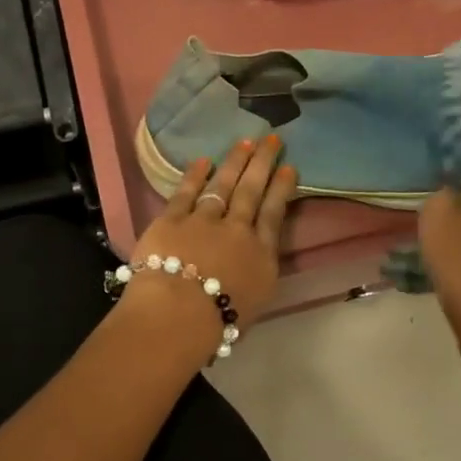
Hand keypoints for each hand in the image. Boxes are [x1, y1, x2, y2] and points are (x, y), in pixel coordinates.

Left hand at [122, 136, 296, 335]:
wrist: (178, 314)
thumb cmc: (220, 322)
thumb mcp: (257, 300)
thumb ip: (259, 271)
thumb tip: (258, 255)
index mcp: (260, 254)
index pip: (275, 214)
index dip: (282, 188)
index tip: (289, 166)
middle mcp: (237, 229)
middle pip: (252, 190)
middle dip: (263, 163)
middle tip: (272, 138)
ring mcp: (203, 220)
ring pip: (223, 185)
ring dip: (235, 162)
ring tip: (245, 142)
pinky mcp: (171, 219)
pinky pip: (186, 192)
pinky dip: (195, 175)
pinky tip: (202, 160)